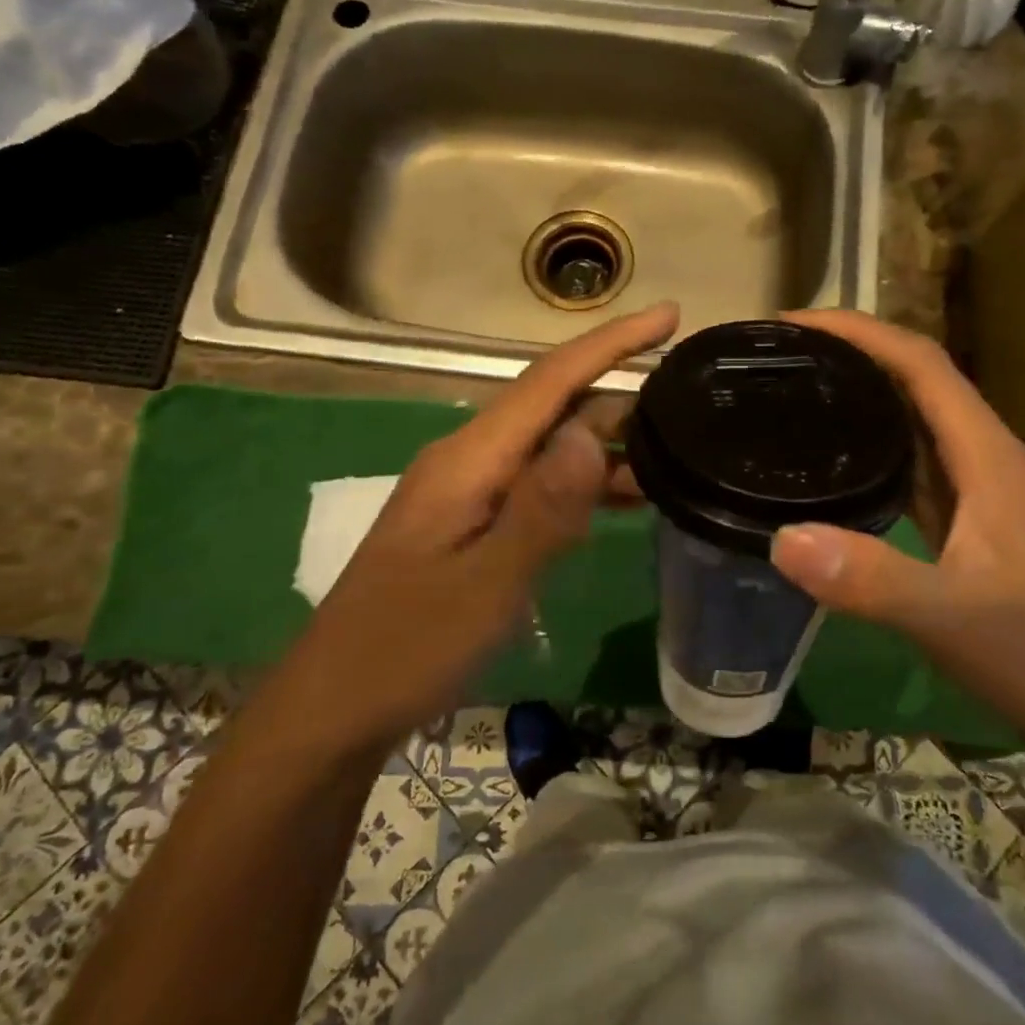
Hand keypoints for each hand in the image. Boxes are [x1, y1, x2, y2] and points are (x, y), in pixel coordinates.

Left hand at [290, 303, 678, 745]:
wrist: (335, 708)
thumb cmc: (407, 648)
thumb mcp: (486, 584)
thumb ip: (542, 508)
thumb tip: (591, 431)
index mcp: (469, 460)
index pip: (550, 381)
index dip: (611, 343)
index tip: (669, 316)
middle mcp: (468, 461)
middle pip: (553, 407)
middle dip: (620, 394)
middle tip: (690, 399)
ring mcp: (468, 494)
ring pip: (550, 448)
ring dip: (607, 446)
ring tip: (673, 455)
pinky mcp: (472, 526)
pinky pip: (539, 486)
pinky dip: (584, 486)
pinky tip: (623, 502)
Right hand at [768, 310, 1024, 736]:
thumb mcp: (949, 616)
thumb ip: (873, 579)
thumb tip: (783, 537)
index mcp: (986, 454)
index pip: (921, 363)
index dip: (860, 332)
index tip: (791, 324)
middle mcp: (980, 454)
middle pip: (914, 376)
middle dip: (850, 350)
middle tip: (777, 354)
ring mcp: (972, 485)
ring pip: (910, 414)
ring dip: (858, 390)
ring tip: (792, 386)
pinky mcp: (959, 515)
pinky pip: (907, 456)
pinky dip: (866, 439)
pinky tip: (826, 454)